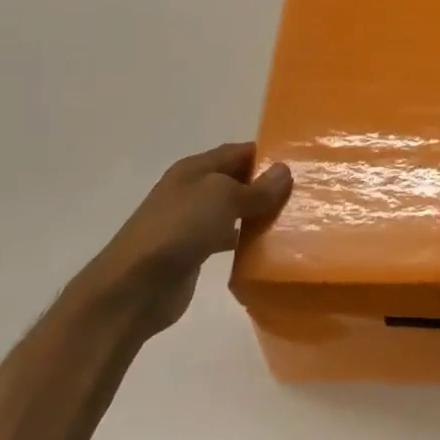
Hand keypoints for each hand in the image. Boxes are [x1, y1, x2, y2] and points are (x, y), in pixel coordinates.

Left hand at [77, 143, 290, 334]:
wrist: (134, 287)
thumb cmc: (178, 229)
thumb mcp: (221, 198)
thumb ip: (255, 188)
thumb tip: (284, 171)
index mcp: (195, 169)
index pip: (238, 152)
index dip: (267, 155)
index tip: (302, 163)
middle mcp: (193, 191)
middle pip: (237, 180)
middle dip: (267, 185)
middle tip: (306, 194)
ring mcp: (191, 223)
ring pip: (234, 210)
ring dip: (260, 214)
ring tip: (296, 220)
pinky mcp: (194, 252)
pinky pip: (228, 238)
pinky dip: (247, 240)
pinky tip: (269, 248)